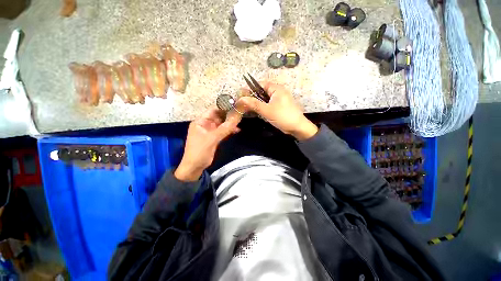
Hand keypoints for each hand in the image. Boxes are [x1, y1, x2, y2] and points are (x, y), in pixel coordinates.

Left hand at [174, 108, 241, 181]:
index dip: (223, 108)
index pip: (213, 111)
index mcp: (200, 122)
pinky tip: (237, 130)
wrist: (195, 167)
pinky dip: (229, 131)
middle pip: (218, 117)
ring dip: (230, 124)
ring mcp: (210, 132)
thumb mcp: (212, 139)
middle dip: (228, 116)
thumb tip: (236, 119)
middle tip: (240, 114)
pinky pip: (223, 131)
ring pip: (222, 124)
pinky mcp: (214, 138)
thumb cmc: (199, 151)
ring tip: (240, 121)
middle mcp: (205, 125)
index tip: (235, 106)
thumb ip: (224, 129)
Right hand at [236, 82, 317, 140]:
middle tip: (243, 102)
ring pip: (265, 98)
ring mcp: (279, 99)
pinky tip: (257, 110)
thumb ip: (254, 104)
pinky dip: (262, 106)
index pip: (261, 84)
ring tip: (247, 107)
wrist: (297, 128)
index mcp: (276, 89)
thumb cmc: (283, 117)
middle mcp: (278, 92)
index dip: (250, 88)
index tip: (241, 94)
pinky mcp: (279, 106)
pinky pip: (268, 104)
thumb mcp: (267, 110)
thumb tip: (241, 98)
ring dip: (257, 102)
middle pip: (262, 91)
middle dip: (253, 96)